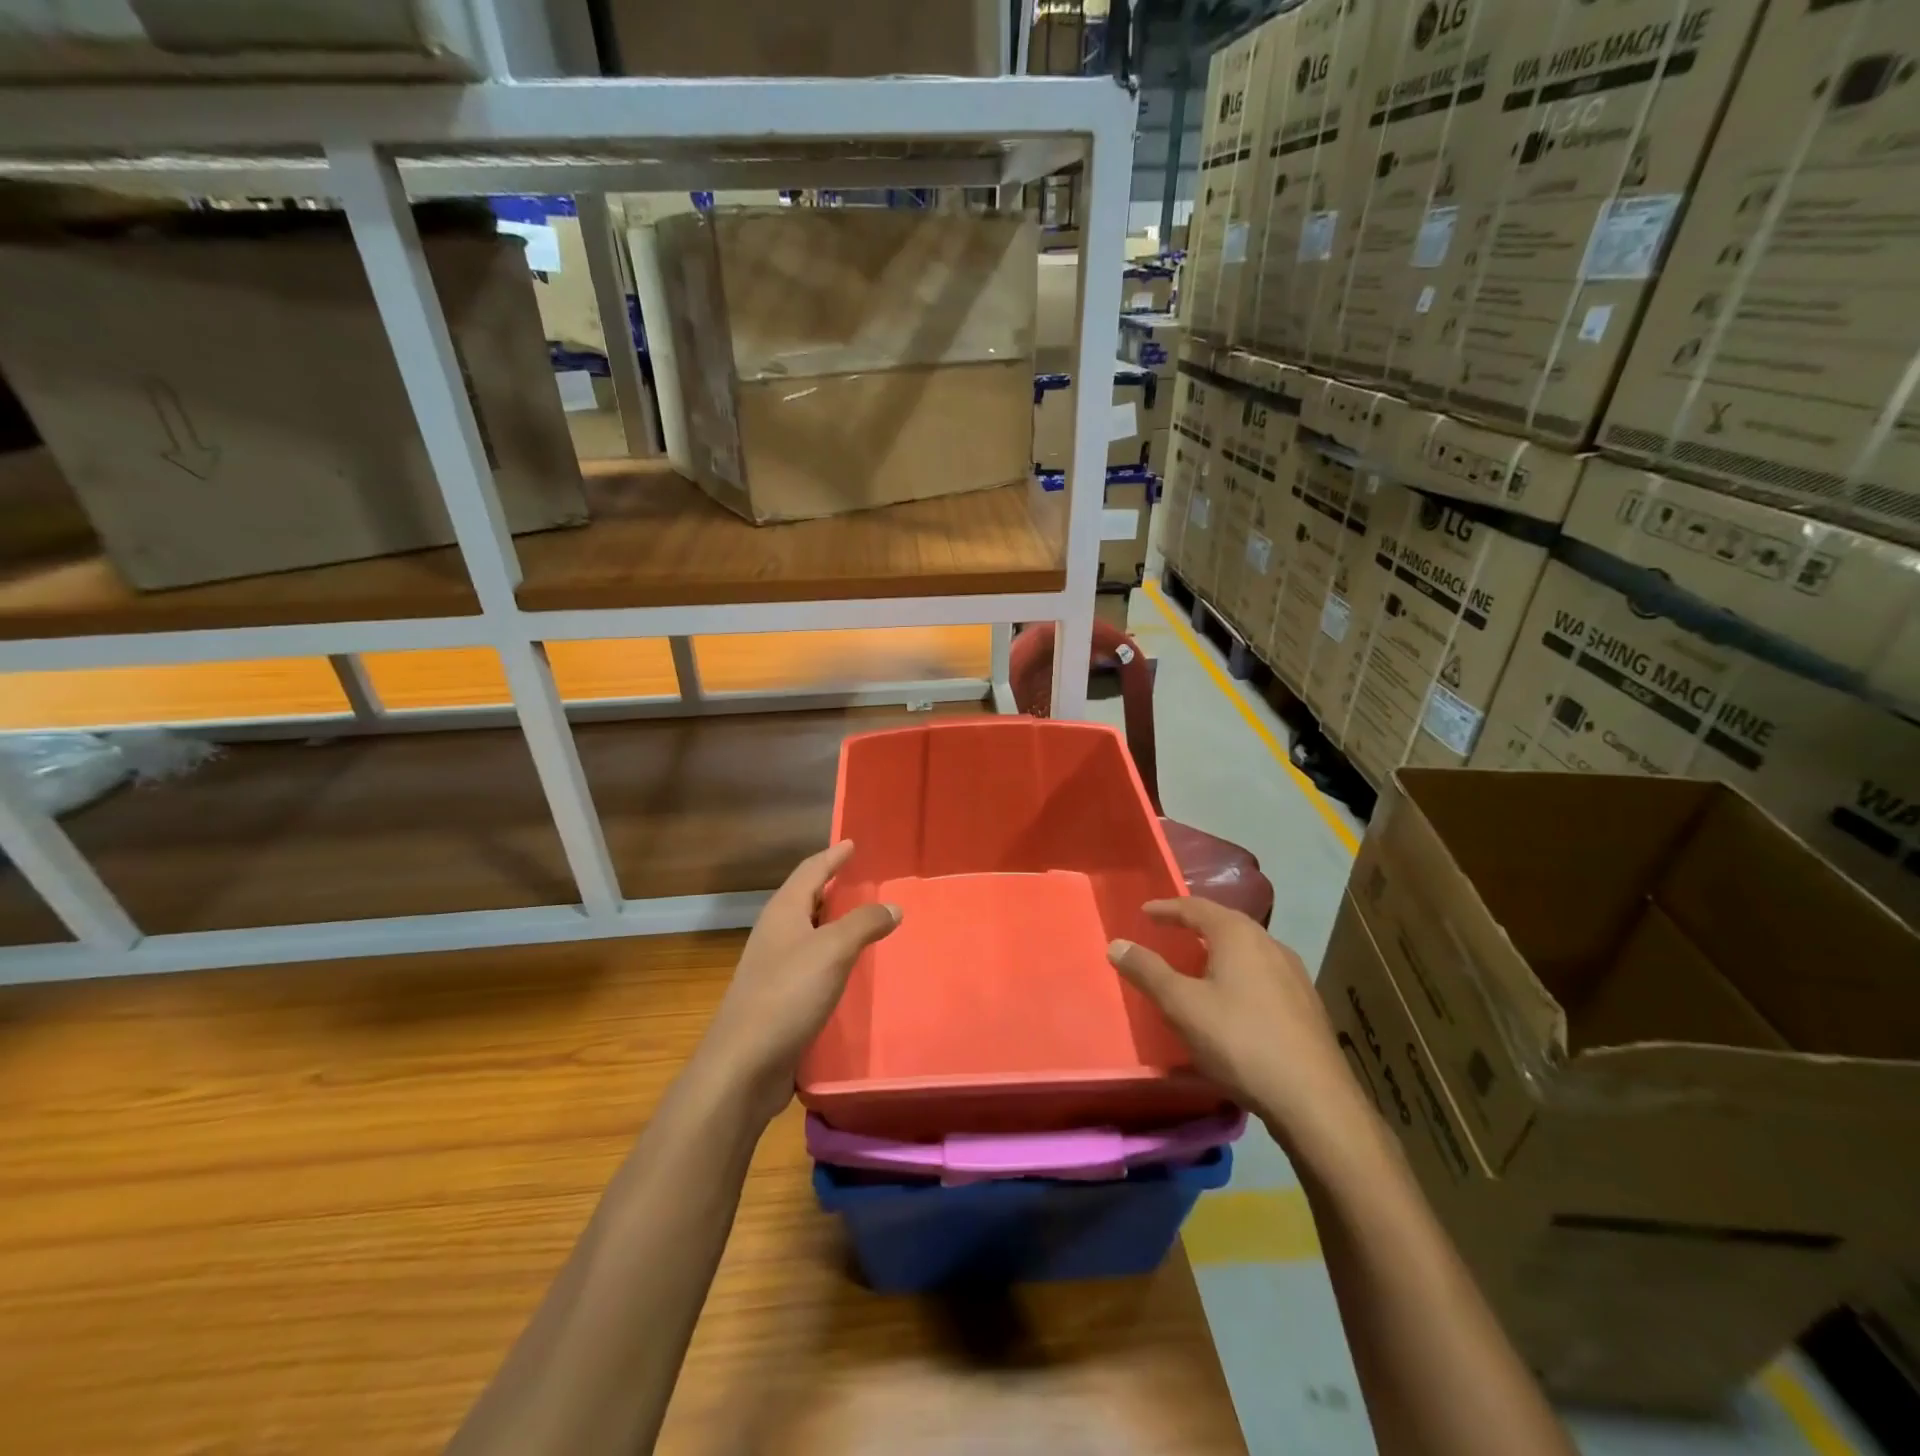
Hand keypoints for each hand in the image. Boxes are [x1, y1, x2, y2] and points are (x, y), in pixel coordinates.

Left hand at [698, 842, 900, 1124]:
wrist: (744, 1064)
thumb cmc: (787, 995)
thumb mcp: (833, 951)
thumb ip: (864, 924)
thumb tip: (893, 906)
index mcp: (783, 912)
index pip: (810, 871)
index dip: (832, 856)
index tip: (852, 843)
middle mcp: (775, 933)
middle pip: (805, 898)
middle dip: (832, 885)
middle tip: (862, 878)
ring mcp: (773, 967)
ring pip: (808, 931)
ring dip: (833, 921)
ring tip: (862, 918)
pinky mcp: (779, 998)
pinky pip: (811, 962)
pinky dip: (831, 954)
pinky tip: (849, 967)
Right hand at [1108, 898, 1376, 1166]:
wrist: (1315, 1100)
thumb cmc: (1240, 1042)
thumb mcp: (1182, 1006)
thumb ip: (1148, 972)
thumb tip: (1117, 944)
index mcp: (1239, 935)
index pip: (1196, 907)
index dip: (1167, 908)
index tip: (1145, 913)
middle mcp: (1270, 944)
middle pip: (1226, 923)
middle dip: (1195, 924)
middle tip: (1169, 932)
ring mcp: (1294, 974)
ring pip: (1248, 949)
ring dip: (1218, 949)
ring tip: (1197, 964)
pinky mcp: (1306, 1004)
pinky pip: (1263, 973)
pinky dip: (1239, 973)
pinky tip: (1233, 999)